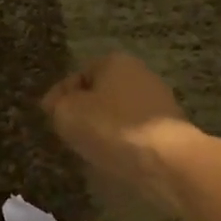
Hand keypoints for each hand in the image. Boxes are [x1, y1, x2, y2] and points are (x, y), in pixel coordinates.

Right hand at [41, 54, 197, 213]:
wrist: (165, 159)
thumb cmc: (111, 127)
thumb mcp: (67, 113)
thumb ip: (56, 105)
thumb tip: (57, 105)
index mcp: (115, 61)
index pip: (77, 75)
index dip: (60, 96)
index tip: (50, 117)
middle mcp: (140, 75)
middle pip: (100, 94)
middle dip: (84, 112)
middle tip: (68, 133)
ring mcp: (159, 102)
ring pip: (118, 115)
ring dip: (103, 129)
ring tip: (88, 150)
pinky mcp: (169, 130)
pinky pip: (135, 133)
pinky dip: (122, 143)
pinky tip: (113, 158)